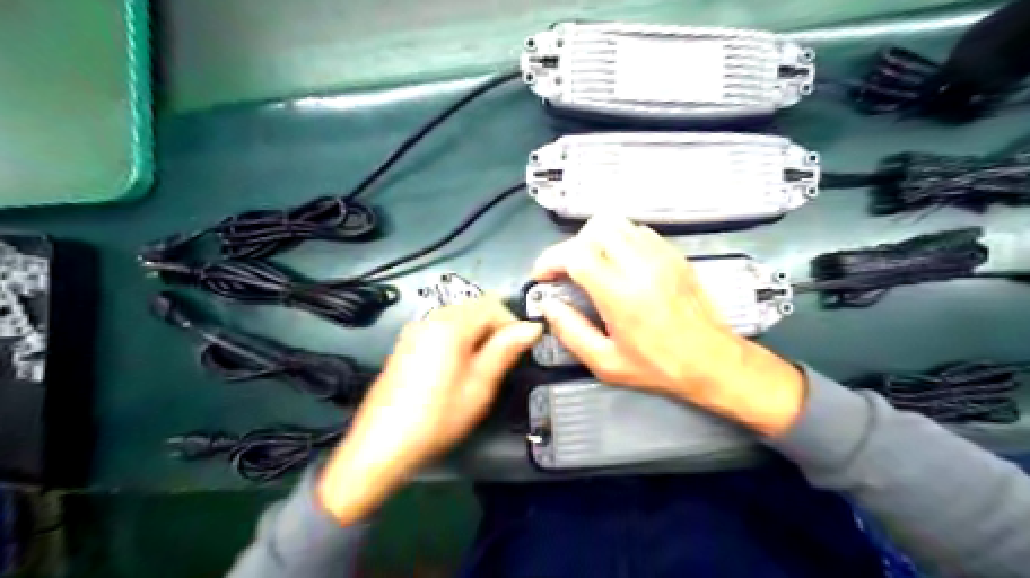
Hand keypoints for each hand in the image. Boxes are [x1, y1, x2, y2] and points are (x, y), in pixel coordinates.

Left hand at [321, 299, 540, 524]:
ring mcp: (414, 330)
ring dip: (477, 334)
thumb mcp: (479, 386)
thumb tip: (531, 327)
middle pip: (473, 307)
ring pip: (458, 318)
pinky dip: (458, 340)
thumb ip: (505, 351)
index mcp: (450, 325)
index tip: (521, 350)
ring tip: (481, 369)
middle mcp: (430, 318)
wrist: (382, 445)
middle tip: (503, 362)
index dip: (512, 323)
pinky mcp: (406, 344)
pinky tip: (456, 369)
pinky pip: (440, 329)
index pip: (492, 304)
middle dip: (494, 327)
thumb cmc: (437, 417)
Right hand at [532, 214, 804, 433]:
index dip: (551, 260)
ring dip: (595, 239)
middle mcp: (640, 265)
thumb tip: (549, 306)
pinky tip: (620, 264)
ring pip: (617, 223)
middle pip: (594, 228)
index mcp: (620, 294)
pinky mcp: (674, 254)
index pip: (576, 254)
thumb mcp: (606, 363)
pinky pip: (638, 231)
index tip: (543, 276)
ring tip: (592, 265)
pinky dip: (620, 240)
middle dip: (572, 246)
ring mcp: (661, 255)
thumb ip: (571, 332)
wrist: (711, 361)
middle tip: (568, 271)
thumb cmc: (657, 366)